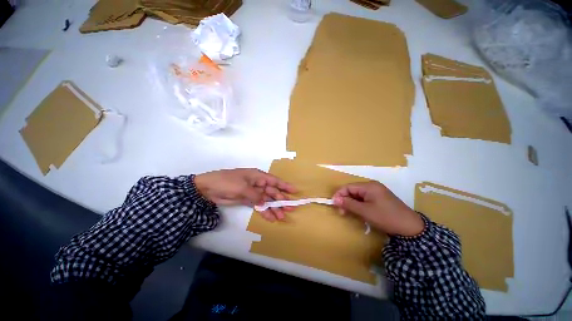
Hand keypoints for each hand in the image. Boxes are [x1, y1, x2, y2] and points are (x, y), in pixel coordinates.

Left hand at [194, 169, 296, 221]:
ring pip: (267, 201)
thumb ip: (256, 195)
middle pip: (272, 192)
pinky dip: (265, 212)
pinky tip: (271, 218)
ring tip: (281, 217)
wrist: (208, 189)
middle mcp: (258, 184)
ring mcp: (253, 193)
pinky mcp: (248, 200)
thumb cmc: (227, 182)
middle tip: (289, 208)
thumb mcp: (243, 187)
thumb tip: (266, 203)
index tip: (294, 191)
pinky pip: (259, 206)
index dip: (284, 186)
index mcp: (258, 176)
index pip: (274, 181)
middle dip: (281, 200)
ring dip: (274, 208)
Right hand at [332, 182, 423, 236]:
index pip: (348, 187)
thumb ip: (348, 204)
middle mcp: (372, 186)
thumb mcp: (365, 211)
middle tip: (342, 212)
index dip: (339, 194)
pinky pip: (364, 199)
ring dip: (351, 203)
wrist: (411, 228)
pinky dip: (359, 205)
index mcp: (369, 186)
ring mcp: (377, 192)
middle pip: (353, 190)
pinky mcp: (380, 199)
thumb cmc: (386, 217)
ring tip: (348, 213)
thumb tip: (334, 199)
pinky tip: (358, 212)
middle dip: (345, 200)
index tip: (334, 204)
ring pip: (358, 195)